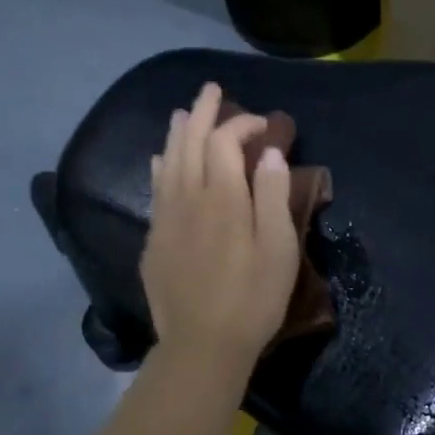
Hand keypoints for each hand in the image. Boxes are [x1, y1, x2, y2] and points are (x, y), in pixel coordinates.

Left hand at [141, 83, 299, 367]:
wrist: (202, 345)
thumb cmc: (252, 299)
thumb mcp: (279, 249)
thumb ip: (274, 196)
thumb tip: (270, 153)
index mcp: (223, 197)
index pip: (226, 142)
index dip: (243, 125)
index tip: (264, 126)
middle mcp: (188, 197)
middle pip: (191, 142)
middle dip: (203, 112)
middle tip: (212, 90)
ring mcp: (166, 218)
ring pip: (168, 162)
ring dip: (178, 133)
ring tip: (184, 113)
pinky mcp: (155, 240)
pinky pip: (155, 189)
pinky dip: (160, 166)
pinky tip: (161, 160)